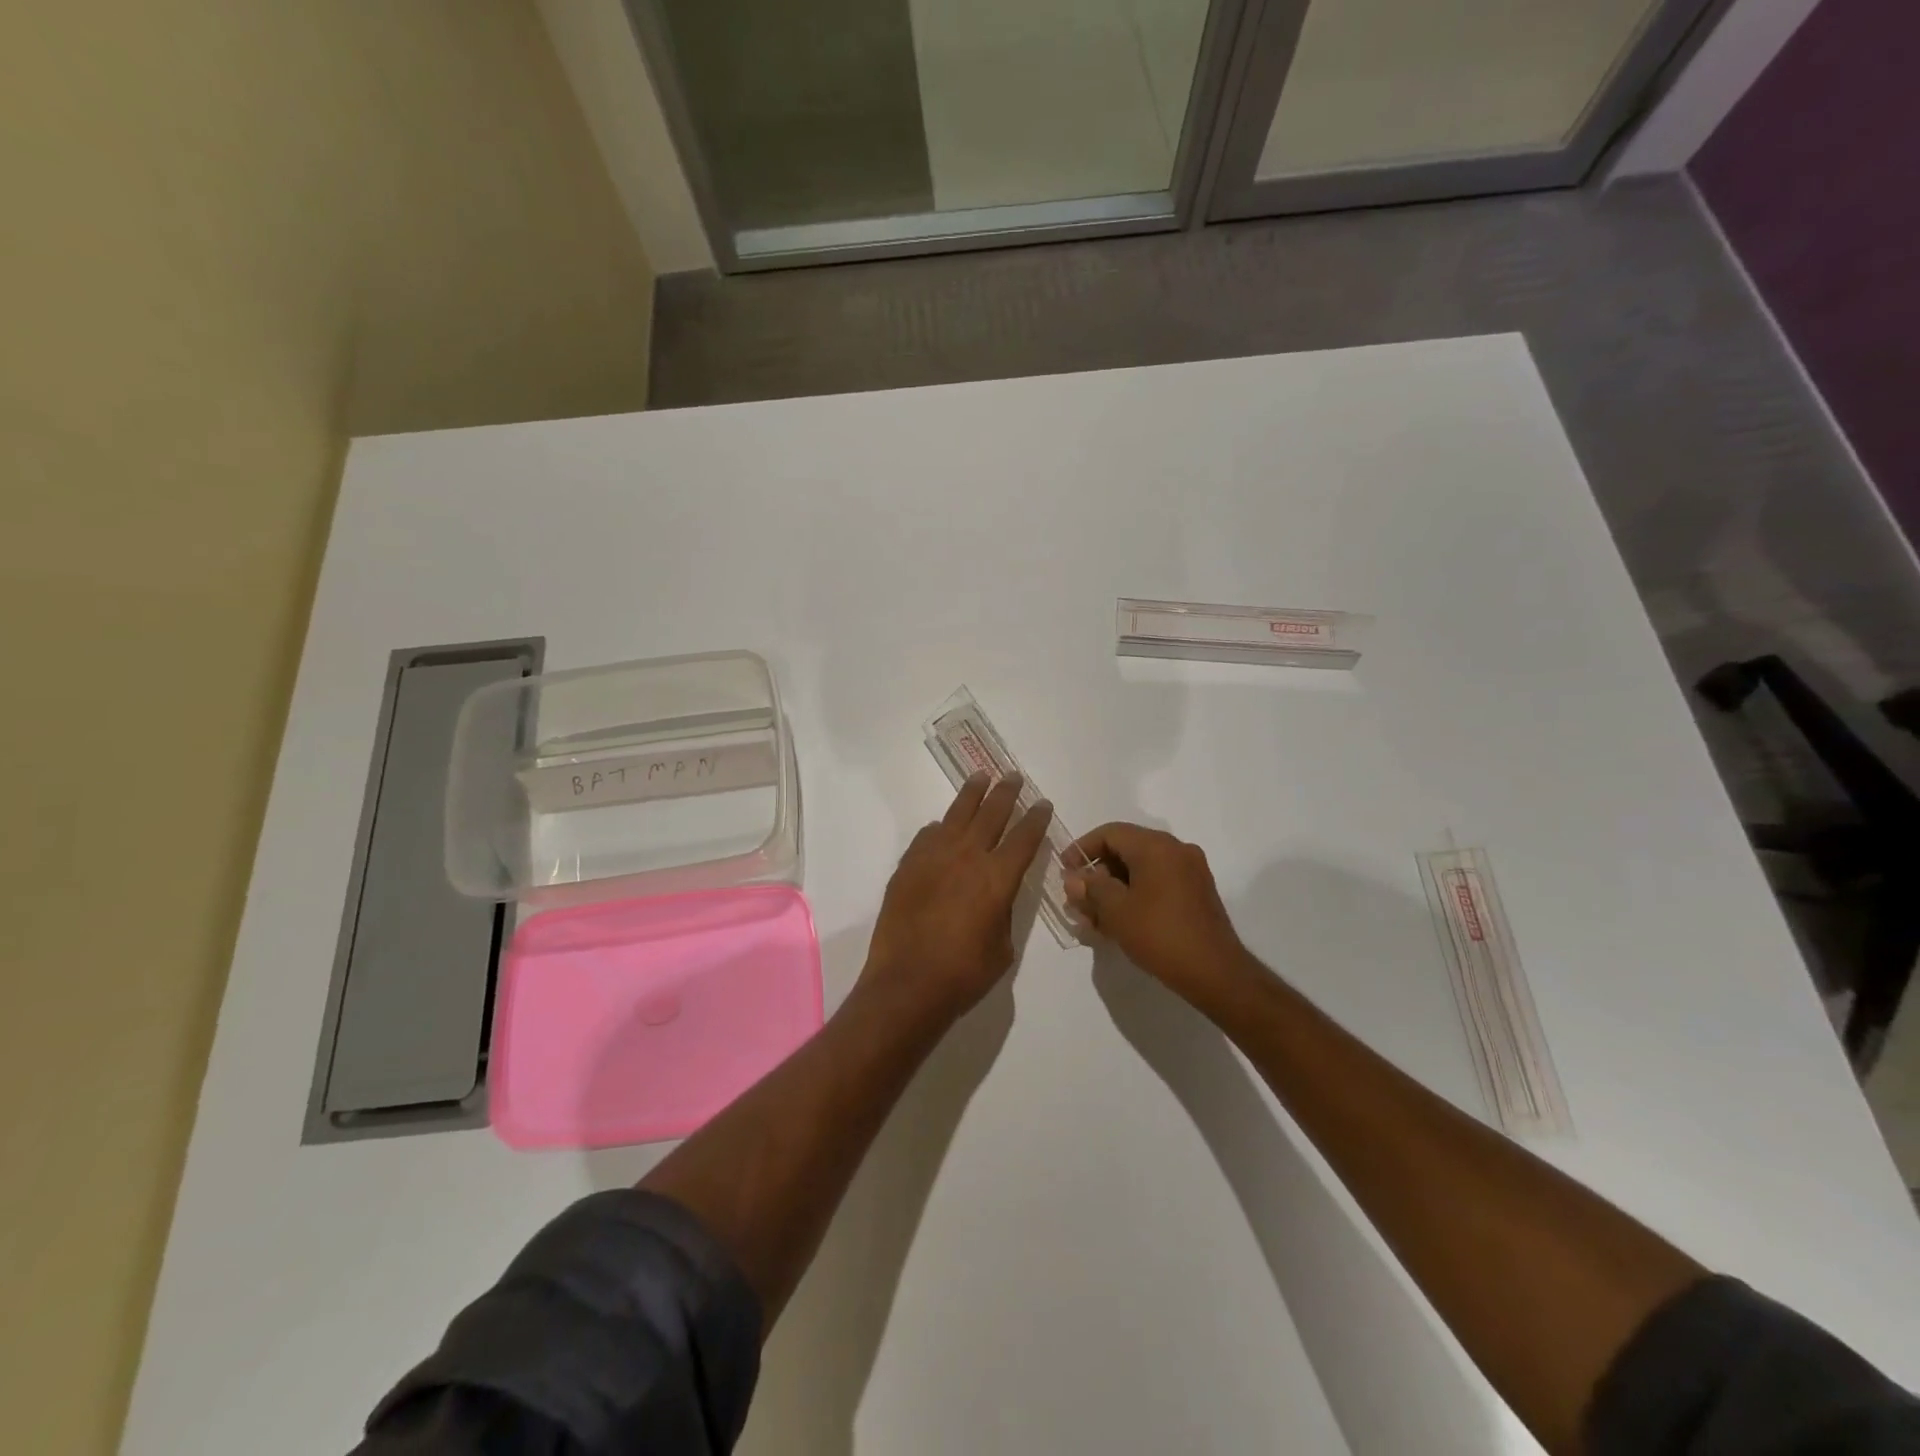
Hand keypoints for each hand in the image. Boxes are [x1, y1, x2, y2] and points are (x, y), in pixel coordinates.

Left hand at [862, 772, 1054, 1022]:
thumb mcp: (1003, 947)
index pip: (1024, 837)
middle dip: (1006, 793)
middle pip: (991, 814)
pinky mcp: (908, 866)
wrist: (907, 984)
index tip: (1043, 803)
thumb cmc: (964, 974)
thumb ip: (1004, 911)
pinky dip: (939, 828)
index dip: (1036, 818)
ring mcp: (933, 857)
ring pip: (957, 814)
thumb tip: (996, 894)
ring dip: (972, 794)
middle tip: (1013, 777)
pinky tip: (942, 826)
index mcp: (998, 878)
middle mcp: (967, 857)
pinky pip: (927, 836)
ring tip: (980, 777)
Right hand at [1065, 822, 1259, 1008]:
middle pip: (1126, 850)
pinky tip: (1119, 923)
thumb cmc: (1160, 935)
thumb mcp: (1116, 911)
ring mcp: (1190, 871)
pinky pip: (1158, 883)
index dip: (1082, 849)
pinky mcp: (1197, 893)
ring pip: (1141, 870)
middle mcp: (1176, 850)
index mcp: (1156, 846)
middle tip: (1078, 901)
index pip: (1110, 833)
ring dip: (1114, 889)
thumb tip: (1074, 879)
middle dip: (1097, 874)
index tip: (1065, 872)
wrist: (1216, 973)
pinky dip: (1135, 896)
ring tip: (1094, 918)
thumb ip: (1090, 888)